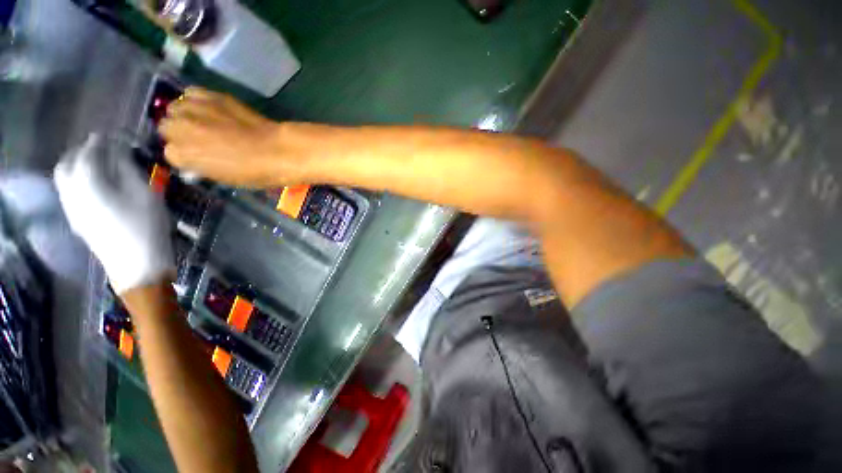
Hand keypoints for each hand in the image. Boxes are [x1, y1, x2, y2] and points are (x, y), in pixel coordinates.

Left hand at [54, 134, 173, 293]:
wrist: (137, 266)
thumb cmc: (146, 227)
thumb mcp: (145, 194)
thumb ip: (128, 169)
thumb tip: (118, 152)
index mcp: (89, 183)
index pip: (88, 152)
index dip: (100, 141)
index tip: (113, 136)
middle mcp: (72, 192)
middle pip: (67, 164)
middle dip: (82, 152)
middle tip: (102, 149)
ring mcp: (71, 208)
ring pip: (64, 178)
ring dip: (78, 166)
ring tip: (99, 165)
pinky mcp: (76, 220)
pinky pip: (69, 192)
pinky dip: (78, 181)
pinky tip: (95, 185)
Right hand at [160, 88, 293, 186]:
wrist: (275, 150)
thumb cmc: (252, 172)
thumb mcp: (220, 176)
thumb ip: (200, 165)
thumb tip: (196, 158)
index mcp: (180, 155)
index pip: (171, 153)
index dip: (186, 155)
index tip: (199, 157)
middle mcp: (179, 128)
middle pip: (167, 127)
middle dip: (180, 133)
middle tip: (200, 138)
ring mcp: (192, 109)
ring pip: (175, 108)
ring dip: (185, 115)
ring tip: (203, 121)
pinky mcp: (210, 95)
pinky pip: (191, 93)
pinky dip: (196, 100)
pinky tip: (209, 108)